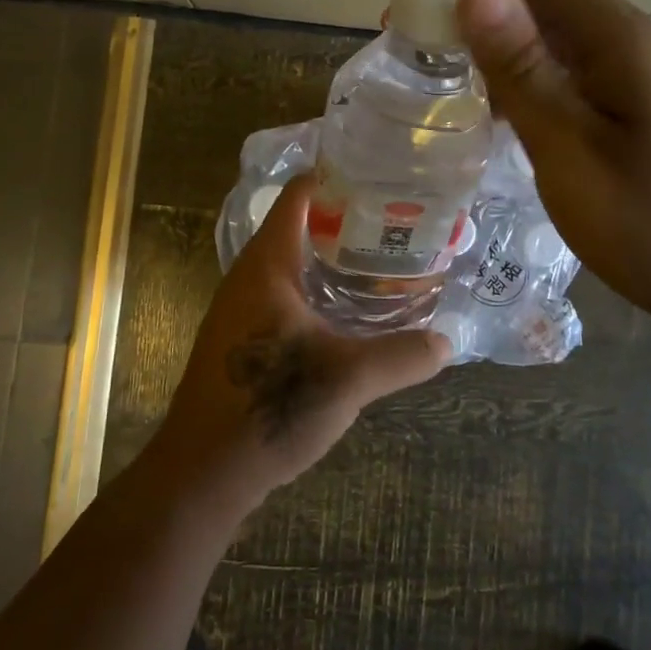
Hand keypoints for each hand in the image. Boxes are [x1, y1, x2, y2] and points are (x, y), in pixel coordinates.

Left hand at [148, 174, 449, 513]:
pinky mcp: (243, 340)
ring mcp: (241, 309)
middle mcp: (249, 277)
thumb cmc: (268, 407)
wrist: (202, 474)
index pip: (298, 196)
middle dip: (346, 220)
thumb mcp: (347, 380)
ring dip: (332, 258)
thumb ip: (401, 356)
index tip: (381, 175)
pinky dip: (318, 290)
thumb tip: (449, 342)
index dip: (335, 177)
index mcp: (267, 265)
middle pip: (298, 226)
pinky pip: (286, 295)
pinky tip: (350, 312)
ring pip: (292, 264)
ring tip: (383, 259)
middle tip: (398, 219)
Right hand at [435, 0, 650, 342]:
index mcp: (617, 38)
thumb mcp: (571, 151)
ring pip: (551, 24)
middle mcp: (626, 39)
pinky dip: (517, 68)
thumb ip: (524, 70)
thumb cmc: (649, 225)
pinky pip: (563, 62)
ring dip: (493, 32)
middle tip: (416, 35)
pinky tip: (490, 107)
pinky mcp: (628, 101)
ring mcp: (631, 71)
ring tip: (441, 67)